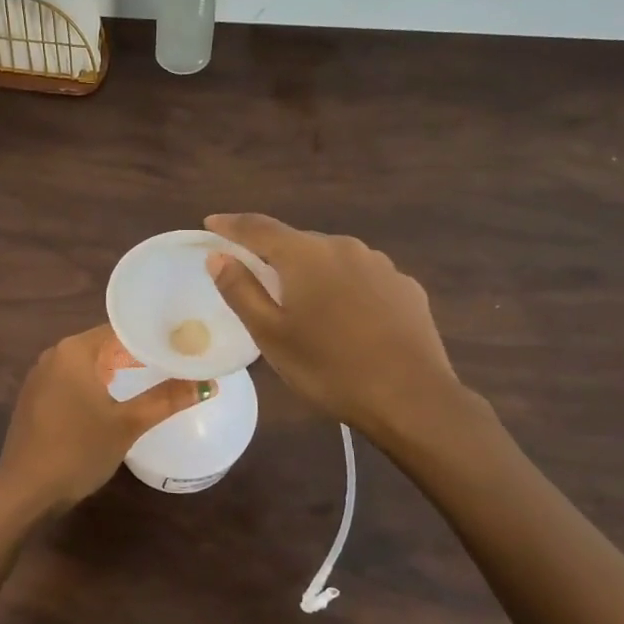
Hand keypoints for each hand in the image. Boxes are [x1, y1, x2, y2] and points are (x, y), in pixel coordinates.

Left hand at [0, 325, 209, 514]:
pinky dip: (97, 383)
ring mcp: (41, 377)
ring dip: (118, 368)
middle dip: (137, 352)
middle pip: (104, 344)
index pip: (120, 329)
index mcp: (74, 351)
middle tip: (174, 360)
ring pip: (88, 363)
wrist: (25, 490)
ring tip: (153, 376)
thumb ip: (166, 399)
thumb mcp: (127, 424)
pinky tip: (116, 398)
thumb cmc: (77, 450)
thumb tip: (208, 384)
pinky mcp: (36, 398)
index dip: (152, 335)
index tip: (181, 342)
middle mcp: (54, 355)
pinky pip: (73, 380)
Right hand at [204, 213, 483, 463]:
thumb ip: (240, 290)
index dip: (231, 225)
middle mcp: (344, 247)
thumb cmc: (329, 368)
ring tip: (303, 305)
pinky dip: (344, 288)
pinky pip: (362, 278)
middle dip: (272, 255)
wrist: (413, 399)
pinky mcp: (406, 287)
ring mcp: (381, 265)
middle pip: (297, 243)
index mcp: (305, 255)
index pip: (258, 227)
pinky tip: (346, 319)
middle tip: (254, 278)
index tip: (211, 223)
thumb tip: (218, 256)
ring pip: (332, 260)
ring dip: (311, 273)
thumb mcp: (271, 335)